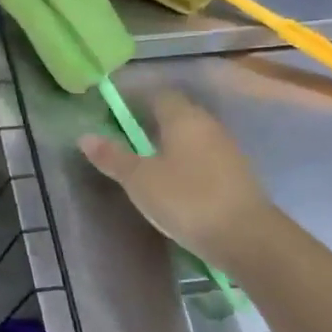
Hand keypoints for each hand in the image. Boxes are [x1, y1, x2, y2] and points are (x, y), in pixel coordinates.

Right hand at [78, 91, 272, 261]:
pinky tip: (173, 179)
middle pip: (177, 113)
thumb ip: (113, 157)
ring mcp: (226, 150)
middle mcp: (208, 126)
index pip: (158, 94)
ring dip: (170, 142)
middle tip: (125, 134)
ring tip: (146, 158)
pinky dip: (185, 161)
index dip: (136, 98)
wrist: (247, 237)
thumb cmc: (187, 199)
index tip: (115, 110)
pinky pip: (203, 156)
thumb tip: (84, 137)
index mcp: (183, 118)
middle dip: (152, 120)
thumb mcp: (139, 180)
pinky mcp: (236, 174)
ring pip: (192, 136)